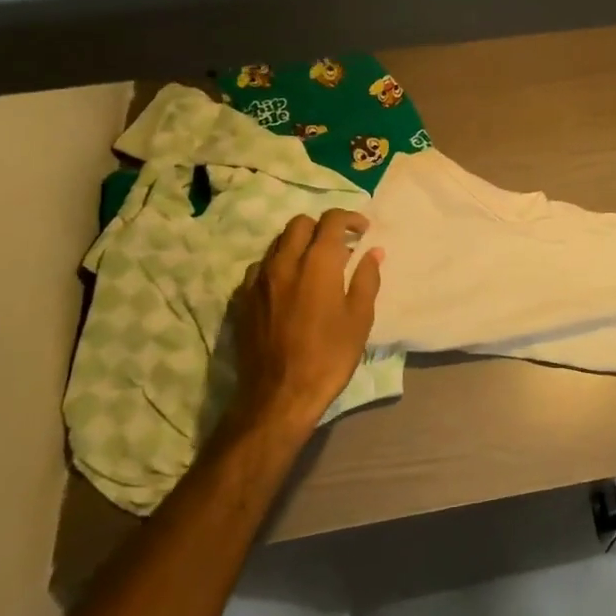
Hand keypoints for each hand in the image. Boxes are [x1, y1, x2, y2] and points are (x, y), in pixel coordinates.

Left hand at [224, 209, 381, 445]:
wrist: (279, 396)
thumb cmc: (328, 356)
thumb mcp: (360, 319)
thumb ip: (366, 279)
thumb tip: (373, 252)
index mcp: (317, 263)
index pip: (331, 221)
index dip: (350, 219)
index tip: (362, 231)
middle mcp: (284, 262)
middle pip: (299, 224)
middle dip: (321, 227)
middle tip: (338, 246)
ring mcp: (258, 280)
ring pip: (277, 243)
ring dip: (297, 245)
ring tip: (313, 266)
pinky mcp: (241, 300)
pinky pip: (259, 268)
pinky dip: (277, 267)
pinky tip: (287, 287)